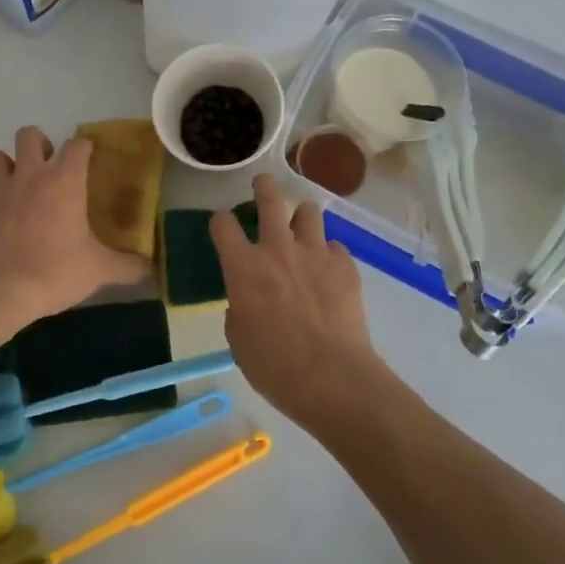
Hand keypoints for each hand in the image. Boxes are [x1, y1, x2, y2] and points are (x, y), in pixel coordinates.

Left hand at [0, 126, 151, 324]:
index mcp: (65, 181)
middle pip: (30, 135)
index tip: (87, 161)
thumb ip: (128, 266)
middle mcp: (29, 174)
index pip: (78, 144)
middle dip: (38, 146)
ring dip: (6, 168)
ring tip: (14, 189)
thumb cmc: (55, 273)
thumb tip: (150, 268)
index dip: (83, 148)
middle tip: (46, 171)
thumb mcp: (99, 271)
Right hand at [211, 174, 401, 434]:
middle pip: (270, 198)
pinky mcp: (345, 265)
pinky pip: (334, 245)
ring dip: (301, 215)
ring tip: (301, 224)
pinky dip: (327, 252)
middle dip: (264, 187)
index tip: (223, 225)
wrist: (331, 378)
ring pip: (308, 211)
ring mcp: (314, 253)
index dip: (220, 222)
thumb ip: (239, 309)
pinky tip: (327, 268)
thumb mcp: (239, 341)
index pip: (223, 225)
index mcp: (243, 267)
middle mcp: (277, 249)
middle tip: (263, 185)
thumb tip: (247, 300)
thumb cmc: (274, 366)